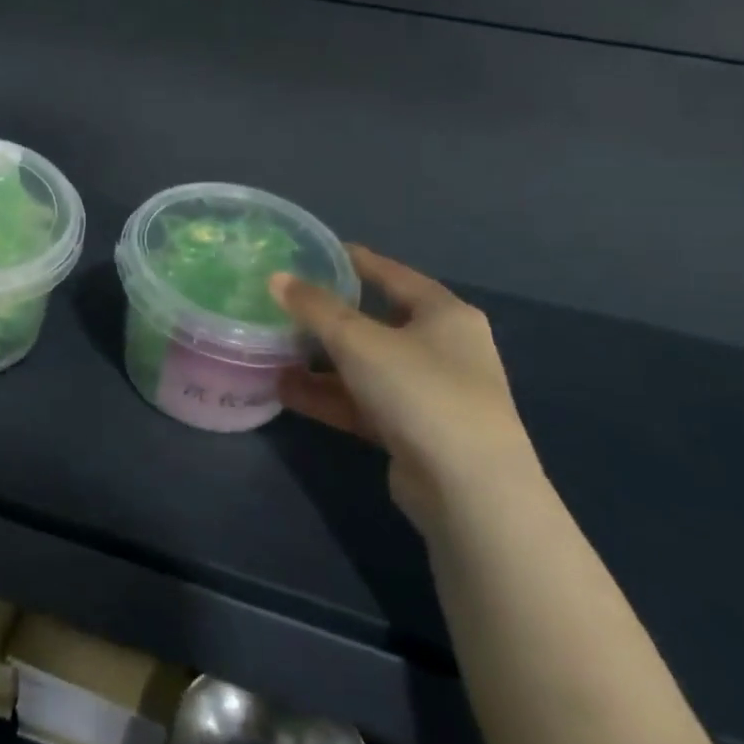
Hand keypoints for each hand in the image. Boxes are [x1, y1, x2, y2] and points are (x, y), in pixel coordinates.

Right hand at [270, 247, 541, 532]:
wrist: (470, 491)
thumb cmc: (421, 391)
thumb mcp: (359, 340)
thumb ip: (314, 307)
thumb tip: (276, 278)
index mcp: (444, 314)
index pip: (392, 274)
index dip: (352, 260)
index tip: (312, 252)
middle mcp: (442, 348)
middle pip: (375, 321)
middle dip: (328, 316)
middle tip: (283, 303)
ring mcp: (429, 393)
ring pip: (364, 366)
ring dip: (321, 361)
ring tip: (273, 350)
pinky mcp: (414, 432)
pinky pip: (361, 402)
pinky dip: (328, 396)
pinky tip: (285, 391)